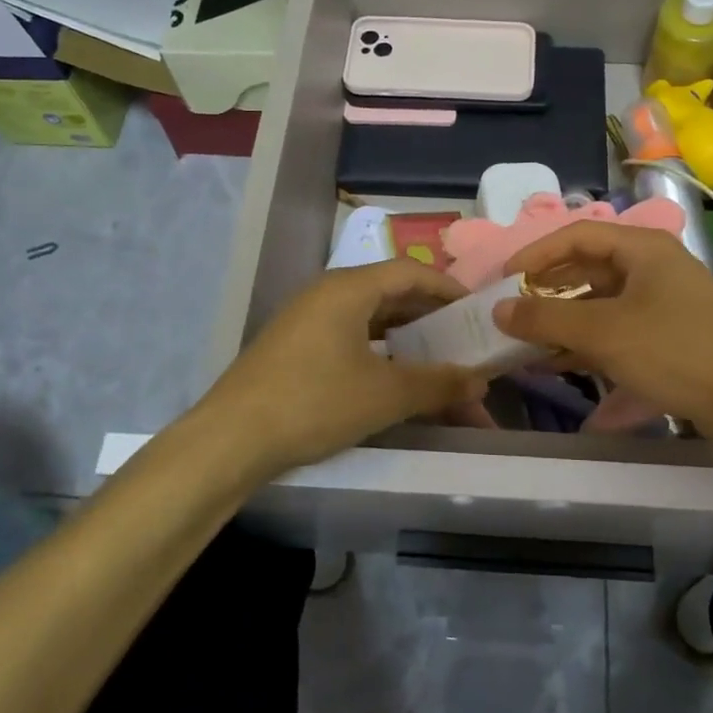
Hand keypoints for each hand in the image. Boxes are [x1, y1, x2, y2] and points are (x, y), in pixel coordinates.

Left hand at [196, 261, 486, 477]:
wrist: (231, 440)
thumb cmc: (314, 403)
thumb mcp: (384, 395)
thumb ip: (437, 384)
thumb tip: (481, 380)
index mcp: (348, 289)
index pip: (410, 272)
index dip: (448, 289)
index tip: (476, 311)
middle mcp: (327, 294)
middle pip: (391, 294)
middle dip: (430, 318)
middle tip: (463, 340)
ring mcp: (307, 320)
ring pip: (370, 319)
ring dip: (406, 339)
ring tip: (437, 362)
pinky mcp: (295, 348)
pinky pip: (349, 337)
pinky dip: (379, 352)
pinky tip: (394, 379)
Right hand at [492, 222, 712, 429]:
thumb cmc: (675, 351)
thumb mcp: (604, 333)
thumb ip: (545, 319)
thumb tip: (497, 310)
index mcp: (642, 248)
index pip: (576, 236)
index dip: (535, 254)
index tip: (503, 279)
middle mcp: (652, 267)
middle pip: (586, 269)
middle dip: (545, 293)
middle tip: (510, 314)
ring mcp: (662, 302)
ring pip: (598, 303)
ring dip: (561, 322)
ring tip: (524, 344)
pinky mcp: (667, 335)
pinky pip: (615, 329)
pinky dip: (585, 342)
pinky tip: (556, 364)